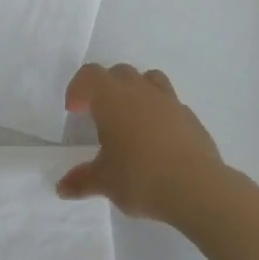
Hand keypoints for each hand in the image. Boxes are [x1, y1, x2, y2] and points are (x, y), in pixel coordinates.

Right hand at [57, 63, 224, 223]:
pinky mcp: (190, 116)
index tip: (74, 110)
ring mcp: (169, 101)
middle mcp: (139, 91)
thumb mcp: (104, 182)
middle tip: (99, 114)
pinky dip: (159, 112)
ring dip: (136, 90)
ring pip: (149, 79)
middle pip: (118, 72)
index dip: (79, 88)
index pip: (90, 75)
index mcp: (112, 98)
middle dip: (105, 87)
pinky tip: (158, 140)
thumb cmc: (140, 177)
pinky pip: (170, 103)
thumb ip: (82, 180)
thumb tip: (62, 187)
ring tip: (131, 118)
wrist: (196, 187)